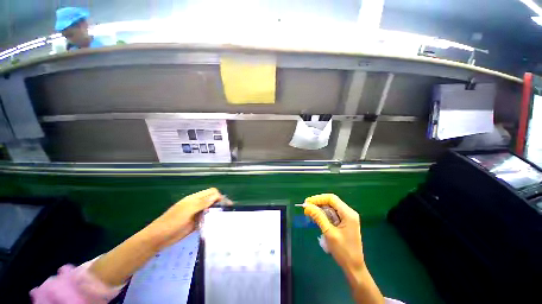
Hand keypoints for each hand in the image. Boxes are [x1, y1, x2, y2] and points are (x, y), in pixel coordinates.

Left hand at [147, 188, 222, 248]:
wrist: (158, 238)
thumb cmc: (172, 221)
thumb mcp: (187, 210)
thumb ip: (202, 202)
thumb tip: (216, 195)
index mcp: (195, 198)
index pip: (211, 192)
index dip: (218, 196)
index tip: (224, 205)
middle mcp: (197, 205)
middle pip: (212, 200)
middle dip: (220, 204)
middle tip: (227, 212)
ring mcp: (197, 214)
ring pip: (210, 210)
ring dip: (216, 212)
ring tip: (224, 218)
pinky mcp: (196, 224)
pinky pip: (207, 219)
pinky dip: (212, 221)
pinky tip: (216, 225)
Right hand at [303, 194, 364, 271]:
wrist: (354, 267)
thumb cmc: (343, 251)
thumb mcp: (329, 233)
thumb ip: (319, 217)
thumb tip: (307, 206)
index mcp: (348, 214)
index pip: (331, 199)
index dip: (318, 198)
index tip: (307, 202)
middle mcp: (349, 212)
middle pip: (331, 202)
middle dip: (318, 203)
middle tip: (306, 207)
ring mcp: (347, 217)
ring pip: (331, 207)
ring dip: (320, 208)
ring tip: (309, 212)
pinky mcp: (345, 222)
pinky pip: (333, 214)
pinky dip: (324, 214)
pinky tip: (316, 217)